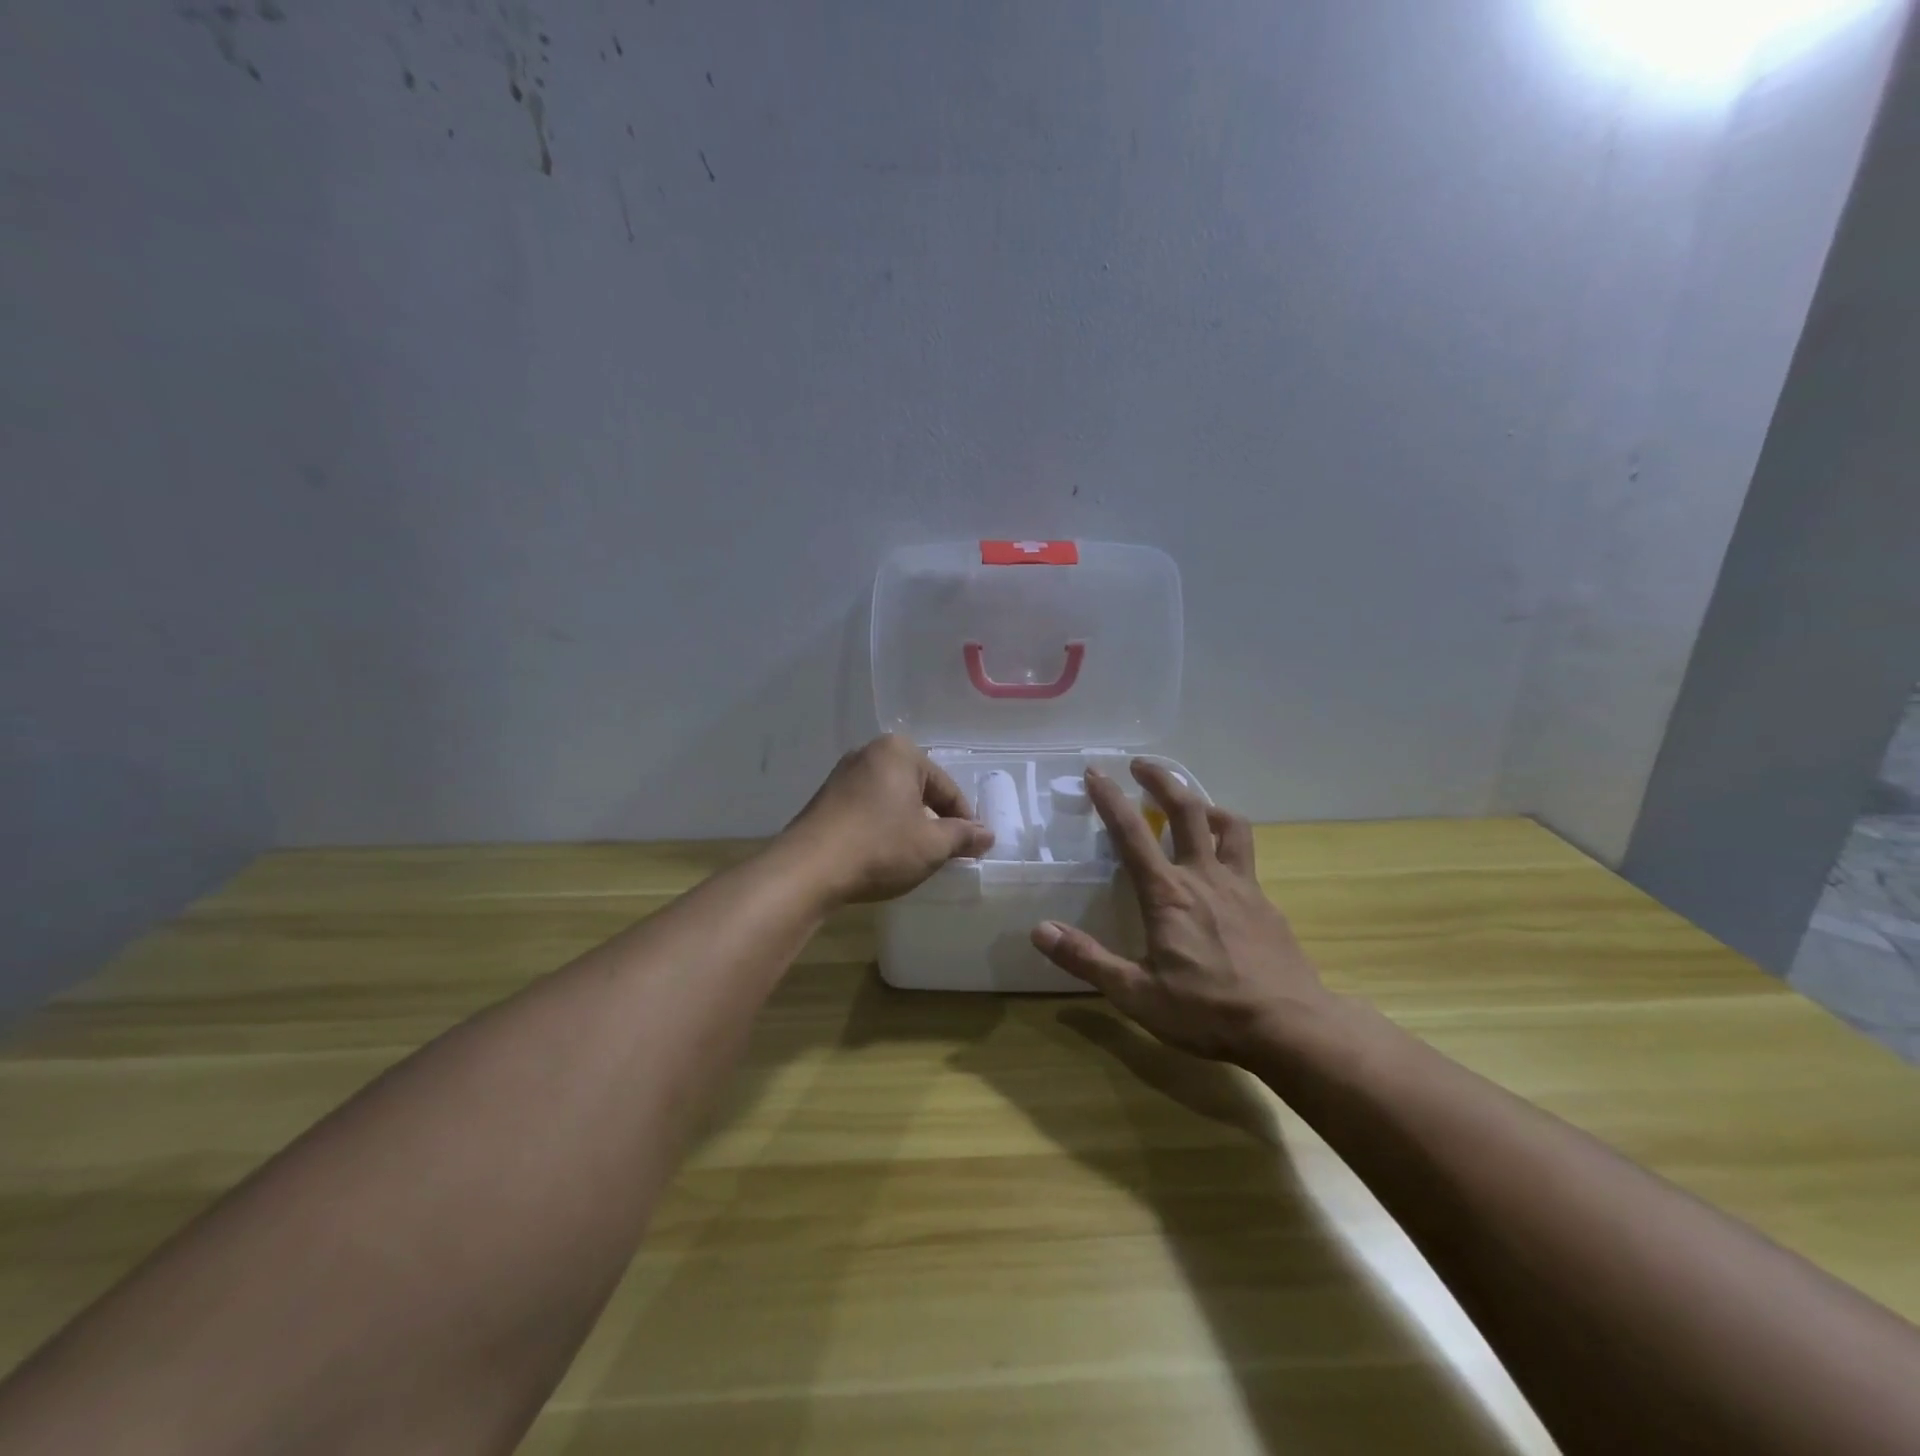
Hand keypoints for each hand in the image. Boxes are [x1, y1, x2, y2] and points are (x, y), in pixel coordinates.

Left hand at [781, 734, 994, 904]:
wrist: (808, 869)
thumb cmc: (879, 848)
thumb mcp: (931, 845)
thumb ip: (962, 836)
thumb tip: (987, 834)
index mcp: (899, 752)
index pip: (945, 788)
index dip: (963, 820)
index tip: (972, 848)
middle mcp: (869, 753)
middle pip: (917, 789)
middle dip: (933, 820)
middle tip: (945, 852)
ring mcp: (842, 775)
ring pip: (891, 799)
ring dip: (907, 824)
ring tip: (915, 855)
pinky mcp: (825, 798)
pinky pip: (867, 808)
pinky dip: (882, 827)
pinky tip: (883, 853)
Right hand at [1029, 761, 1333, 1064]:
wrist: (1291, 1027)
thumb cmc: (1208, 1011)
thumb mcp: (1137, 994)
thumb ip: (1087, 960)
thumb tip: (1040, 930)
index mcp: (1168, 894)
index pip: (1131, 833)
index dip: (1110, 798)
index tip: (1095, 771)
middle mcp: (1205, 877)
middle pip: (1186, 810)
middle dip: (1161, 780)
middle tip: (1141, 765)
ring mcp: (1242, 887)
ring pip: (1229, 825)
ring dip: (1205, 805)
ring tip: (1191, 805)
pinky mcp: (1266, 903)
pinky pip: (1246, 858)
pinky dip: (1228, 845)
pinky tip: (1220, 870)